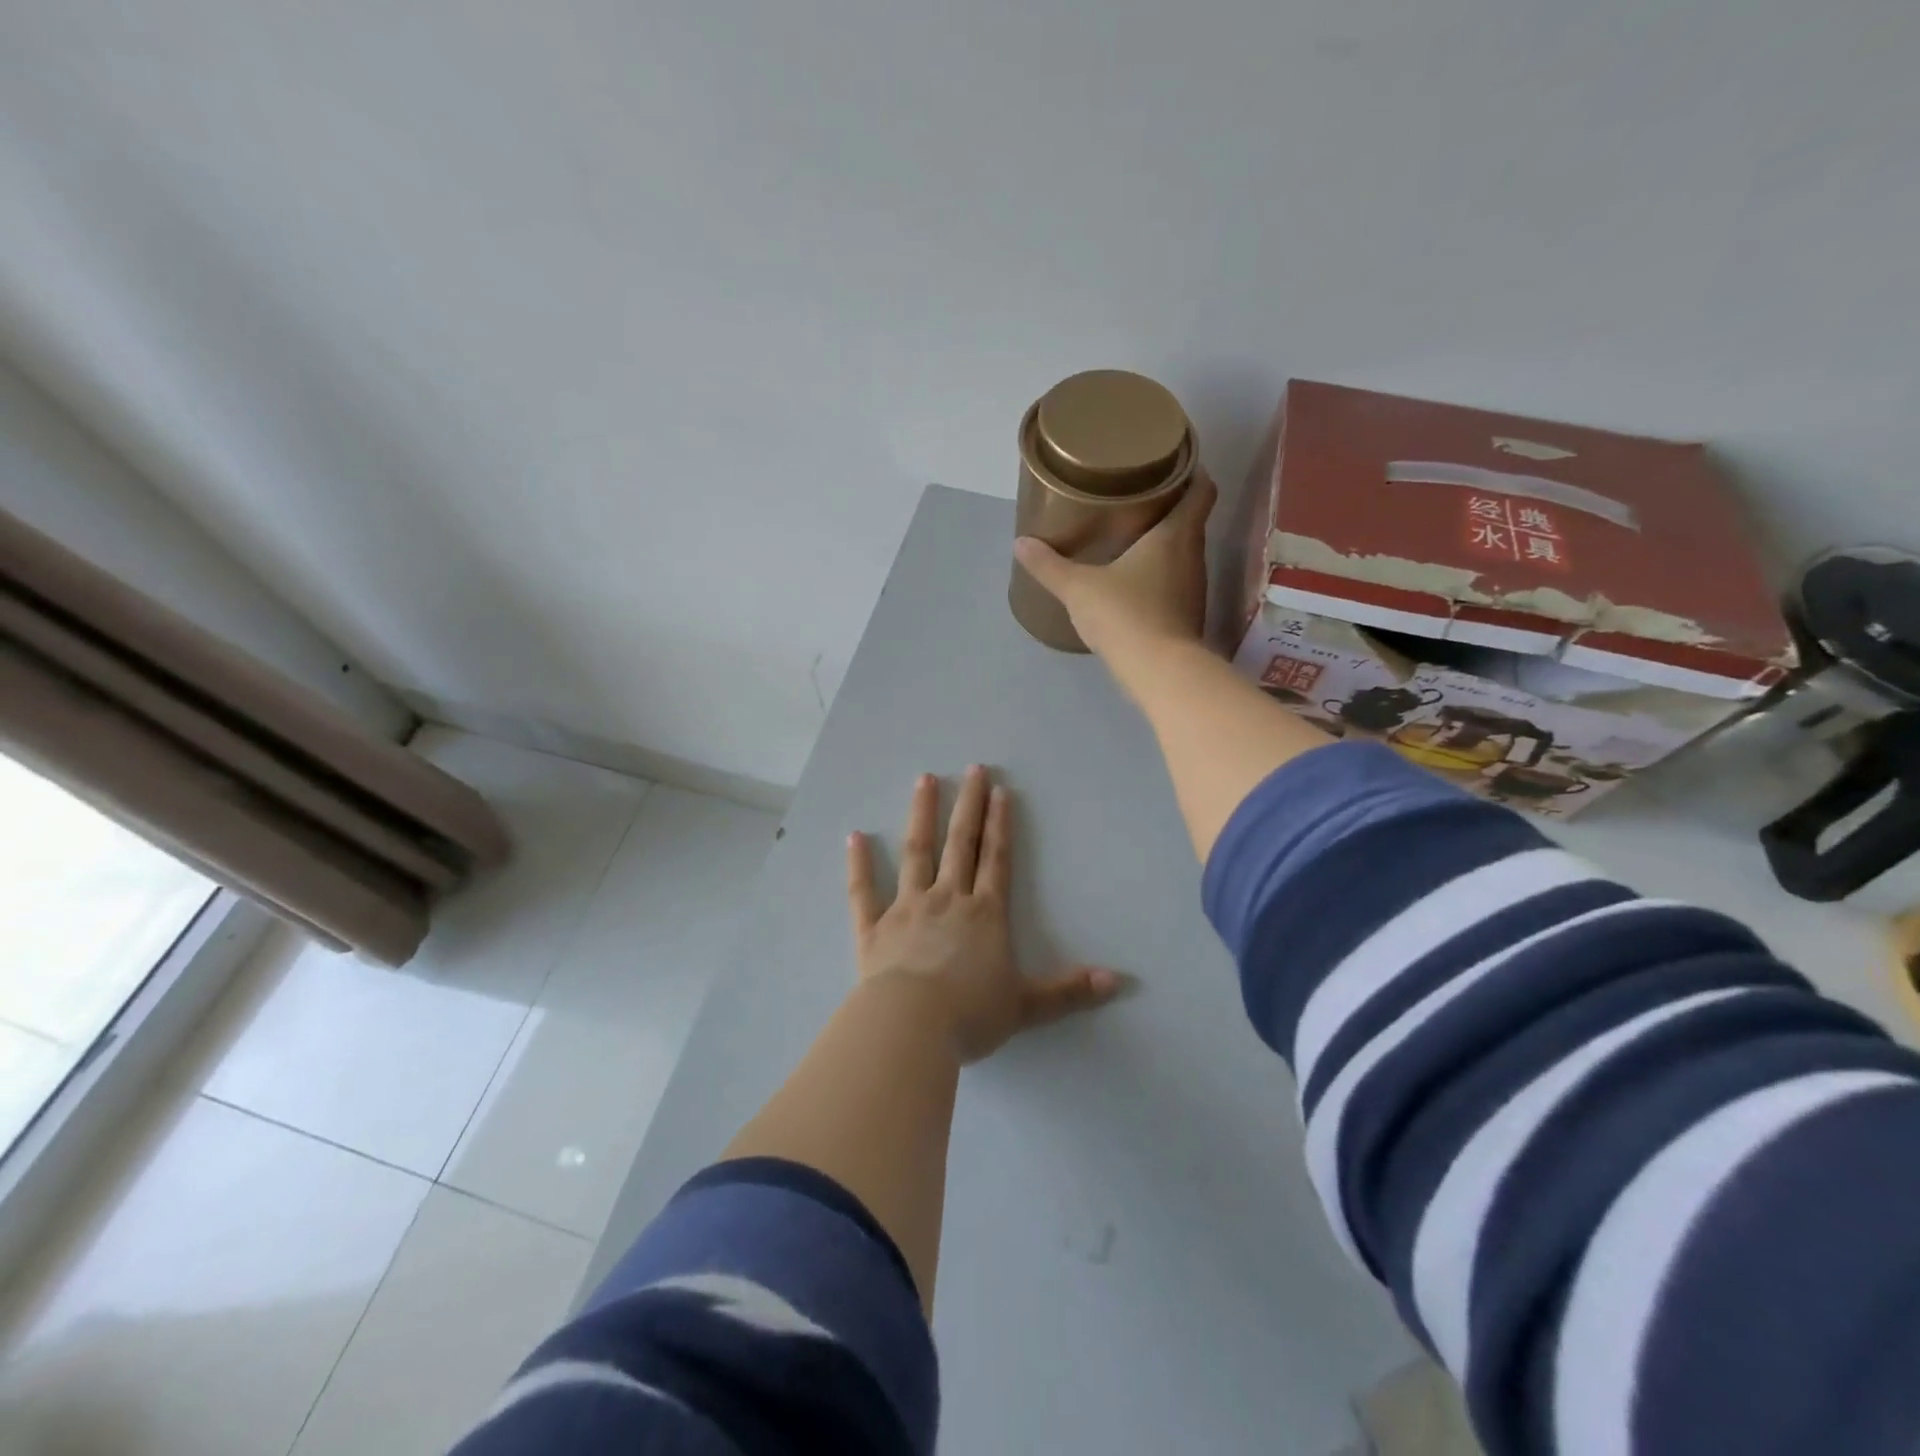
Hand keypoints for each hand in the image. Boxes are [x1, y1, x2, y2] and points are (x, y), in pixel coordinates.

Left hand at [847, 765, 1120, 1062]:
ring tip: (925, 780)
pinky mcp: (873, 928)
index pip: (996, 859)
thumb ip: (1070, 991)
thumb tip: (1119, 981)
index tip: (1000, 790)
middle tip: (972, 769)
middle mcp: (947, 900)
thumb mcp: (1027, 1006)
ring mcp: (907, 908)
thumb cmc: (971, 1014)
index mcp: (984, 914)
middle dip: (968, 805)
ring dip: (921, 815)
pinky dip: (859, 863)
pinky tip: (855, 835)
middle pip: (960, 843)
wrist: (911, 1027)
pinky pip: (863, 890)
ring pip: (915, 852)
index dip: (1000, 824)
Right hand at [1012, 468, 1215, 660]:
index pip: (1202, 489)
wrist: (1158, 672)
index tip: (1172, 464)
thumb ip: (1049, 565)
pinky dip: (1159, 574)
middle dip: (1169, 507)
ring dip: (1163, 543)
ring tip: (1131, 536)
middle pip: (1191, 519)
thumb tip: (1021, 543)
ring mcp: (1193, 588)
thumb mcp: (1078, 588)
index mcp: (1175, 534)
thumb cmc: (1124, 615)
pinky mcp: (1187, 615)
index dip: (1192, 472)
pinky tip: (1133, 581)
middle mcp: (1193, 555)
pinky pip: (1175, 582)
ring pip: (1183, 553)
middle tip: (1136, 498)